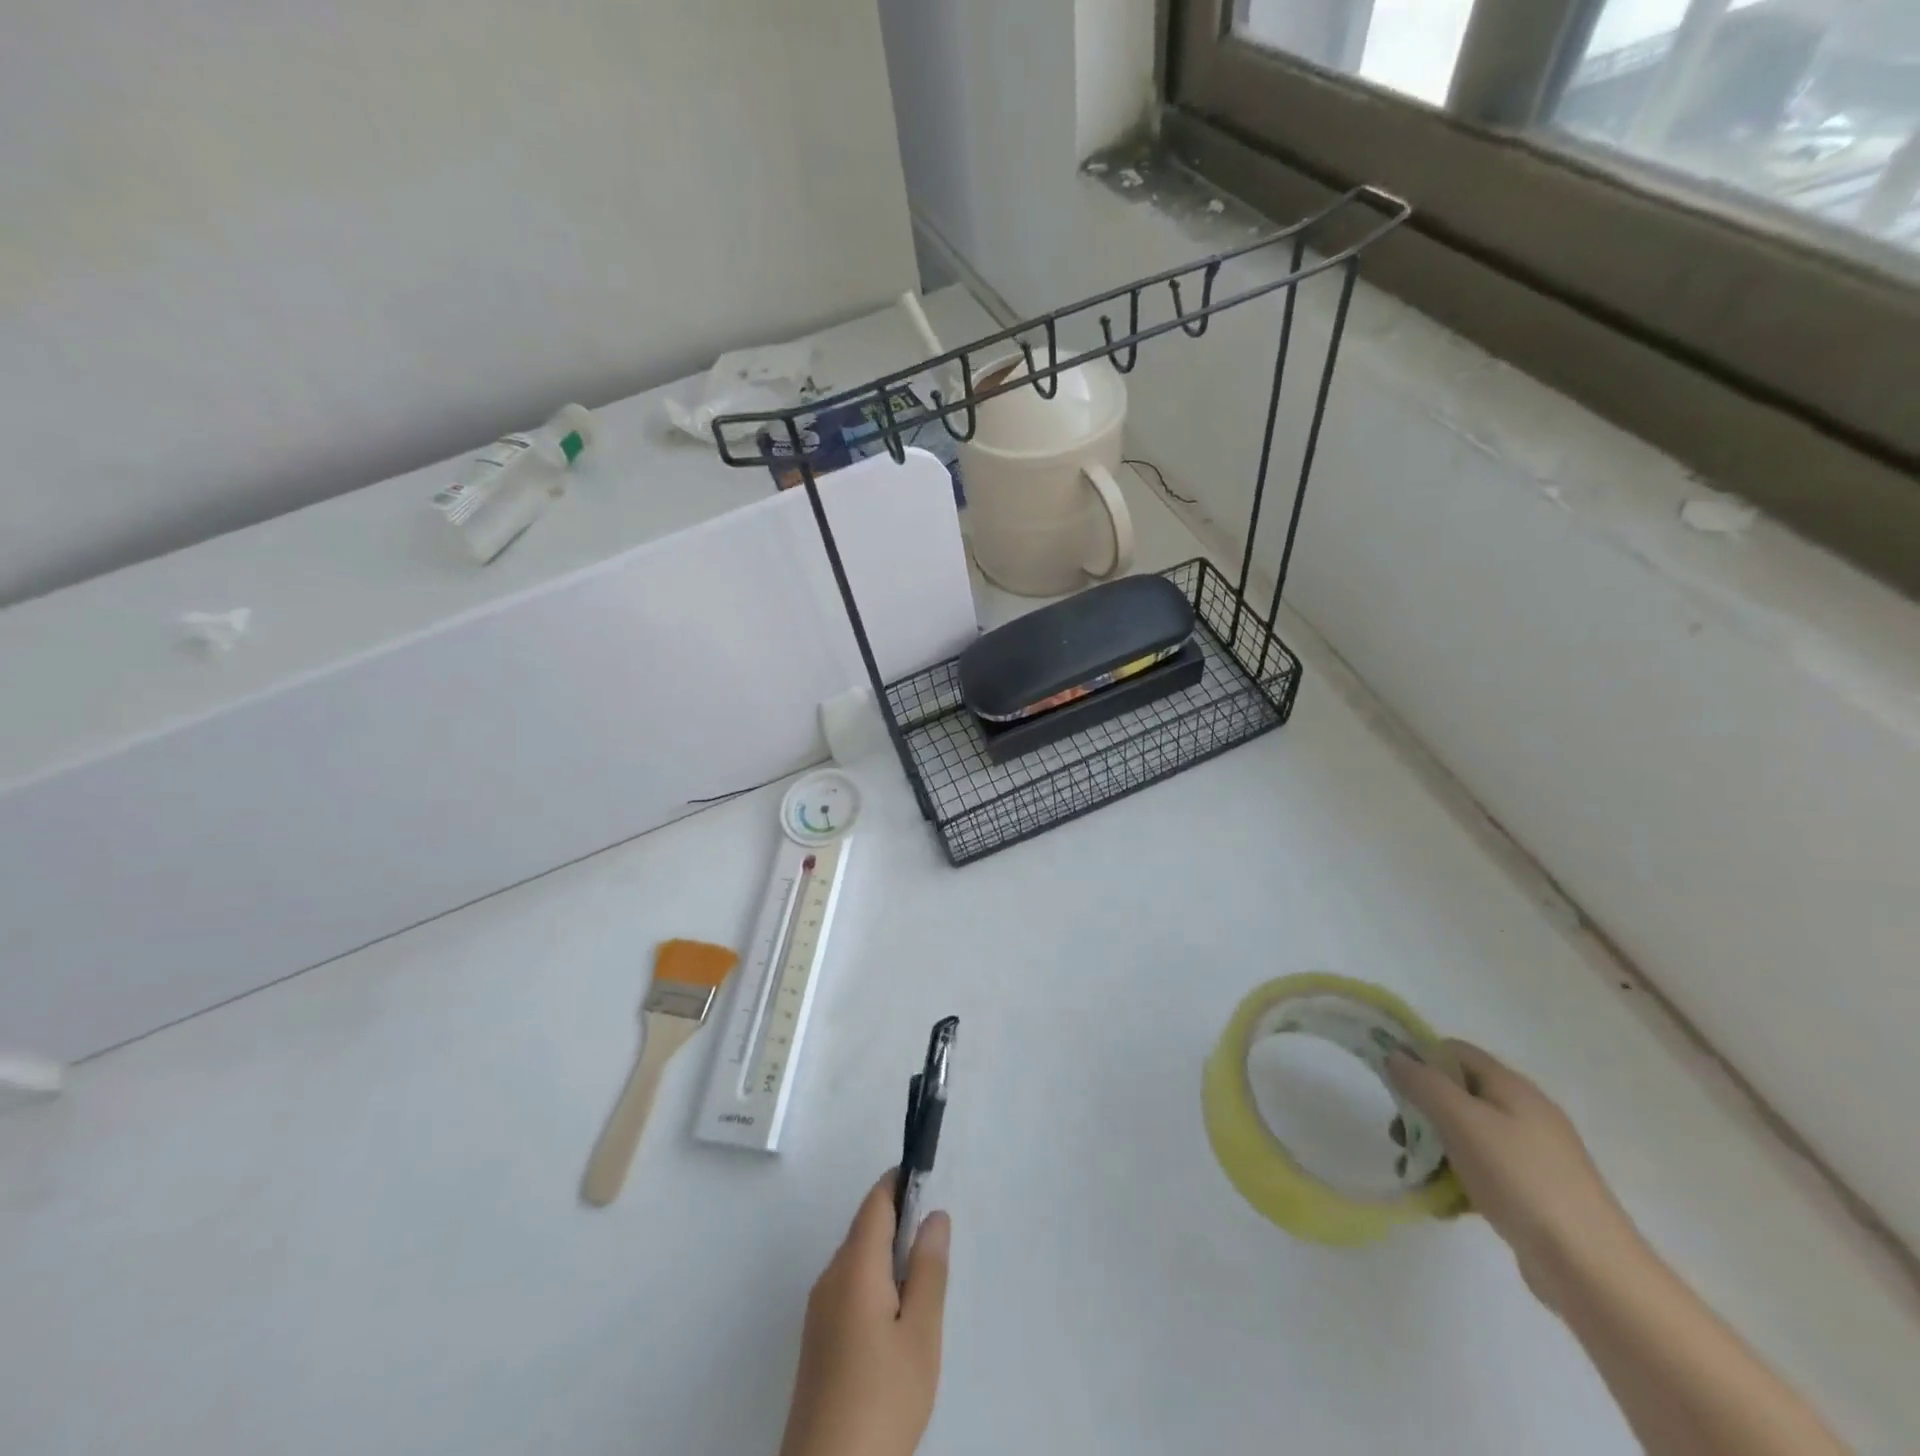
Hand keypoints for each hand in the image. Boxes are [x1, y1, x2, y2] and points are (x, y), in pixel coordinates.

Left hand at [779, 1171, 950, 1455]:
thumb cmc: (883, 1397)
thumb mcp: (921, 1333)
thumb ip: (928, 1268)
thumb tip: (934, 1214)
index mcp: (855, 1265)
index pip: (876, 1201)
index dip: (901, 1182)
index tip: (928, 1181)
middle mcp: (830, 1276)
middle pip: (865, 1227)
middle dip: (899, 1223)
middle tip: (935, 1250)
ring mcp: (818, 1309)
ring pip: (857, 1259)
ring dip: (887, 1257)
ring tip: (920, 1292)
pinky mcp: (816, 1339)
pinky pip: (848, 1287)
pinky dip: (873, 1284)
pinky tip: (894, 1323)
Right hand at [1390, 1040, 1644, 1310]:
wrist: (1591, 1268)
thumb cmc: (1520, 1179)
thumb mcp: (1462, 1121)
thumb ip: (1424, 1083)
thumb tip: (1394, 1055)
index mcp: (1512, 1087)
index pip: (1455, 1051)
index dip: (1420, 1058)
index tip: (1392, 1083)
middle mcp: (1525, 1113)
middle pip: (1458, 1094)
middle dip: (1422, 1111)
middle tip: (1400, 1136)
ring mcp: (1533, 1155)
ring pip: (1467, 1135)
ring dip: (1435, 1149)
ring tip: (1415, 1174)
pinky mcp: (1535, 1192)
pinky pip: (1484, 1172)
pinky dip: (1459, 1180)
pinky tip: (1444, 1204)